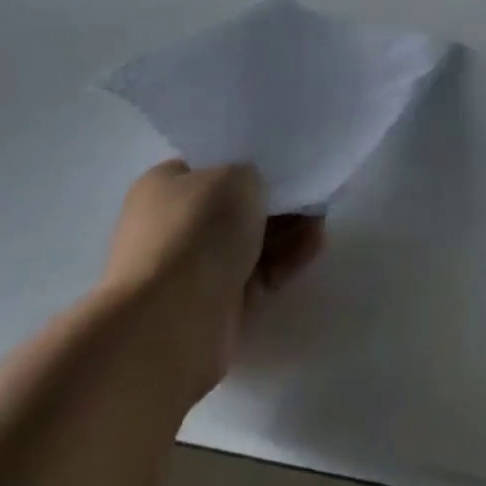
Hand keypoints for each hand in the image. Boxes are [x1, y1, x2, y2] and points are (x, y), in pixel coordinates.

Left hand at [100, 161, 323, 398]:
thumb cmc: (197, 230)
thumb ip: (254, 175)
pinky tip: (314, 247)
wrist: (169, 324)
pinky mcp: (214, 308)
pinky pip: (257, 275)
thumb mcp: (236, 175)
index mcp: (163, 187)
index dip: (250, 161)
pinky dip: (285, 261)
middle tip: (313, 194)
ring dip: (287, 232)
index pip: (212, 166)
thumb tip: (257, 192)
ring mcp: (191, 270)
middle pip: (235, 207)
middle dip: (277, 201)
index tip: (287, 164)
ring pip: (249, 242)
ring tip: (321, 222)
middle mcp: (172, 226)